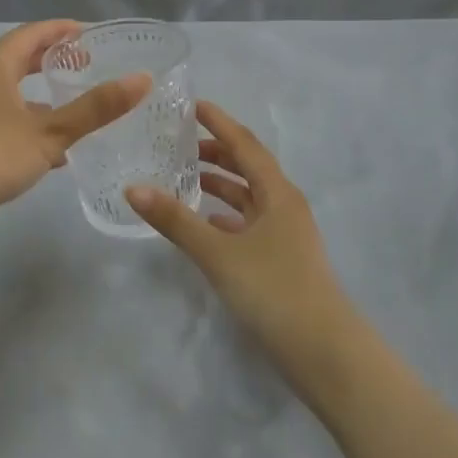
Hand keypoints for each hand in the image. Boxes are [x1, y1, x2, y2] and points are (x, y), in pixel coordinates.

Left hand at [0, 21, 148, 208]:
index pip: (36, 32)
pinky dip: (29, 120)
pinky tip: (51, 151)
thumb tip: (142, 79)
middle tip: (87, 65)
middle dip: (54, 61)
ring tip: (75, 107)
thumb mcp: (51, 131)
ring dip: (43, 95)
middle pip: (22, 57)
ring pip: (13, 89)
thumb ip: (96, 108)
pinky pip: (4, 114)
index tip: (93, 34)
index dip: (65, 30)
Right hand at [127, 102, 354, 377]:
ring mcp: (285, 234)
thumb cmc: (273, 290)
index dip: (219, 122)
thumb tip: (133, 188)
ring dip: (220, 185)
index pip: (245, 144)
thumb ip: (176, 220)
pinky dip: (225, 216)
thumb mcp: (218, 253)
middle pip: (248, 167)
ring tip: (184, 178)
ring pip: (248, 197)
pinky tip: (204, 224)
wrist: (323, 352)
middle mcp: (284, 205)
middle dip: (216, 152)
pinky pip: (248, 224)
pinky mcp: (280, 259)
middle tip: (178, 144)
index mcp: (278, 193)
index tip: (192, 105)